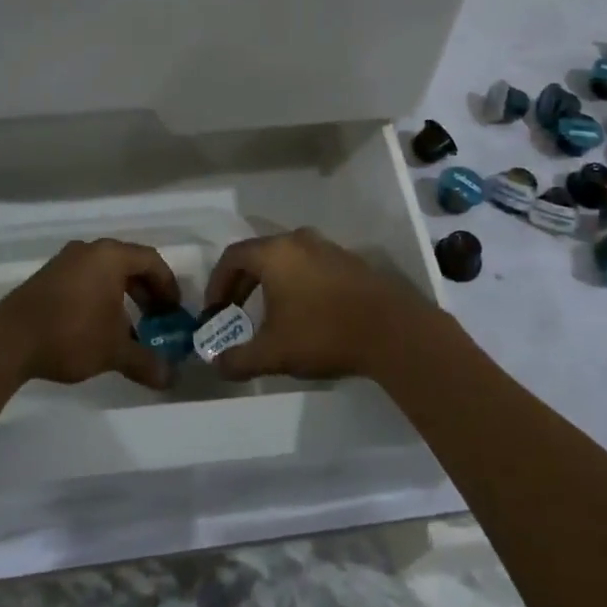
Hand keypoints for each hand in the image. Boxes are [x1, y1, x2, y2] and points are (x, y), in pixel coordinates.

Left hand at [0, 238, 178, 390]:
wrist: (8, 341)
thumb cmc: (71, 334)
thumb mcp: (114, 351)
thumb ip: (145, 361)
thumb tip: (170, 378)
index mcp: (110, 256)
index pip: (151, 261)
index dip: (168, 286)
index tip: (174, 312)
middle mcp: (89, 250)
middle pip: (129, 264)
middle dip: (147, 292)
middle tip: (156, 319)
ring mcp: (65, 261)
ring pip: (105, 272)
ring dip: (123, 296)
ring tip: (129, 328)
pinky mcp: (47, 277)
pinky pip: (85, 279)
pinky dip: (100, 297)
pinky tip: (98, 327)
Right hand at [202, 228, 430, 381]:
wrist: (393, 331)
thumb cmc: (323, 333)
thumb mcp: (273, 353)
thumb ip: (239, 359)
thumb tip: (217, 365)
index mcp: (274, 253)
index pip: (232, 257)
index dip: (217, 283)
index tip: (214, 311)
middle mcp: (298, 240)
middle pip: (259, 254)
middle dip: (241, 284)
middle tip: (234, 312)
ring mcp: (328, 247)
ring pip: (287, 259)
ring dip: (270, 283)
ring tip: (268, 313)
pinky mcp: (350, 261)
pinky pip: (311, 265)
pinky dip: (297, 283)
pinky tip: (304, 312)